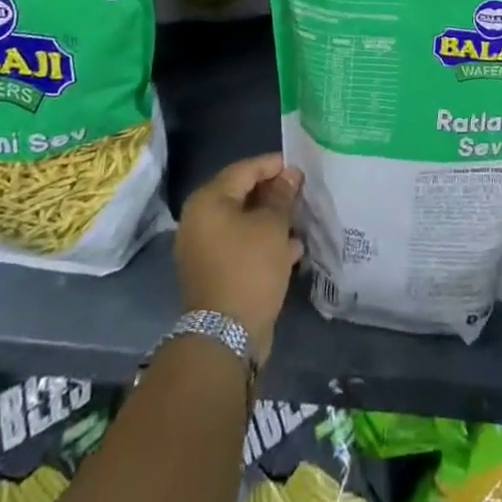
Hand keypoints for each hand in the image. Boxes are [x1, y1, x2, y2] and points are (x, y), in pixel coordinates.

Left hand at [176, 153, 303, 365]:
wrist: (226, 336)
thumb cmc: (249, 268)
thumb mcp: (273, 226)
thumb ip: (282, 195)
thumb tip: (290, 174)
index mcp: (208, 201)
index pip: (244, 170)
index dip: (274, 165)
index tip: (300, 167)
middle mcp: (199, 220)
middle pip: (242, 194)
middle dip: (274, 193)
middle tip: (302, 192)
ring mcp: (204, 248)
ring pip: (244, 222)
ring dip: (272, 219)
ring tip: (301, 218)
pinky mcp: (214, 271)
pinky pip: (241, 245)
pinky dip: (263, 242)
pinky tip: (292, 248)